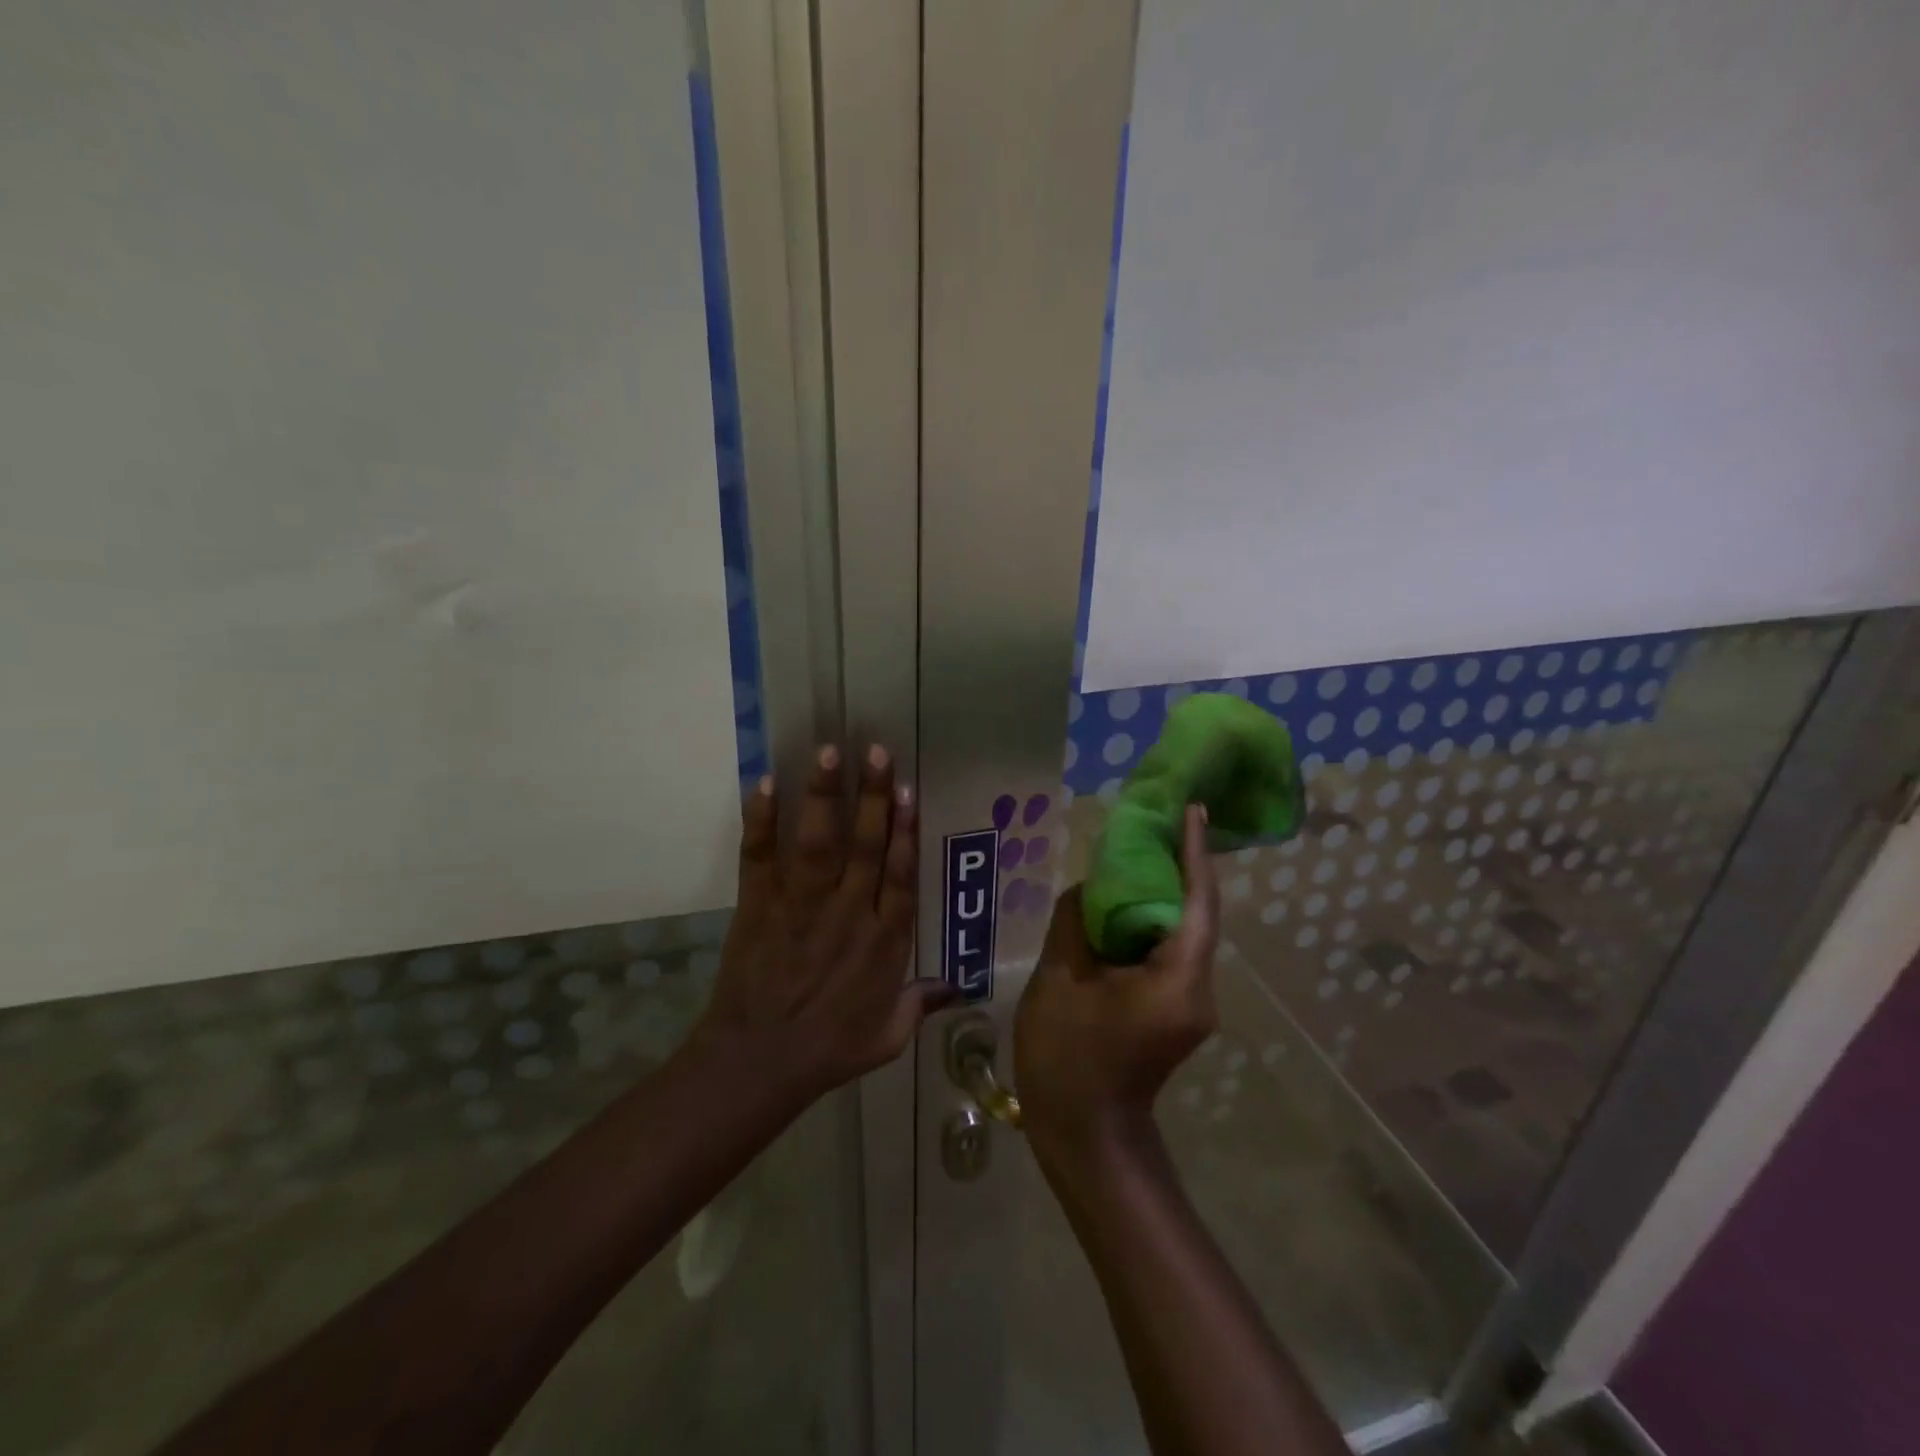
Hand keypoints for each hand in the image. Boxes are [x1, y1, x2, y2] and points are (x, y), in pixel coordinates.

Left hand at [694, 744, 952, 1102]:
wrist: (759, 1064)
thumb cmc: (830, 1050)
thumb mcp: (888, 1037)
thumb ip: (921, 1004)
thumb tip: (958, 987)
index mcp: (884, 941)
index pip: (900, 874)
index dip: (906, 830)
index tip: (909, 791)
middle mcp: (848, 913)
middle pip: (866, 845)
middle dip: (873, 795)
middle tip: (877, 750)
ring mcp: (800, 906)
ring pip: (818, 842)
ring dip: (823, 795)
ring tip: (829, 751)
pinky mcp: (758, 906)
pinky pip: (760, 857)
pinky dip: (761, 821)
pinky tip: (764, 784)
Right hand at [1015, 804, 1219, 1164]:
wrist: (1085, 1136)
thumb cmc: (1067, 1058)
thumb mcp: (1059, 979)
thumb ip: (1076, 922)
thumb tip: (1091, 890)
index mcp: (1177, 980)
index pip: (1198, 903)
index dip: (1194, 853)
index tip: (1192, 810)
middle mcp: (1199, 989)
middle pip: (1195, 914)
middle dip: (1176, 867)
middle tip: (1150, 825)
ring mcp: (1191, 1004)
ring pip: (1183, 934)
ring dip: (1160, 896)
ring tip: (1131, 857)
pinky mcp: (1177, 1012)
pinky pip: (1169, 953)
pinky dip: (1149, 924)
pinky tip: (1120, 908)